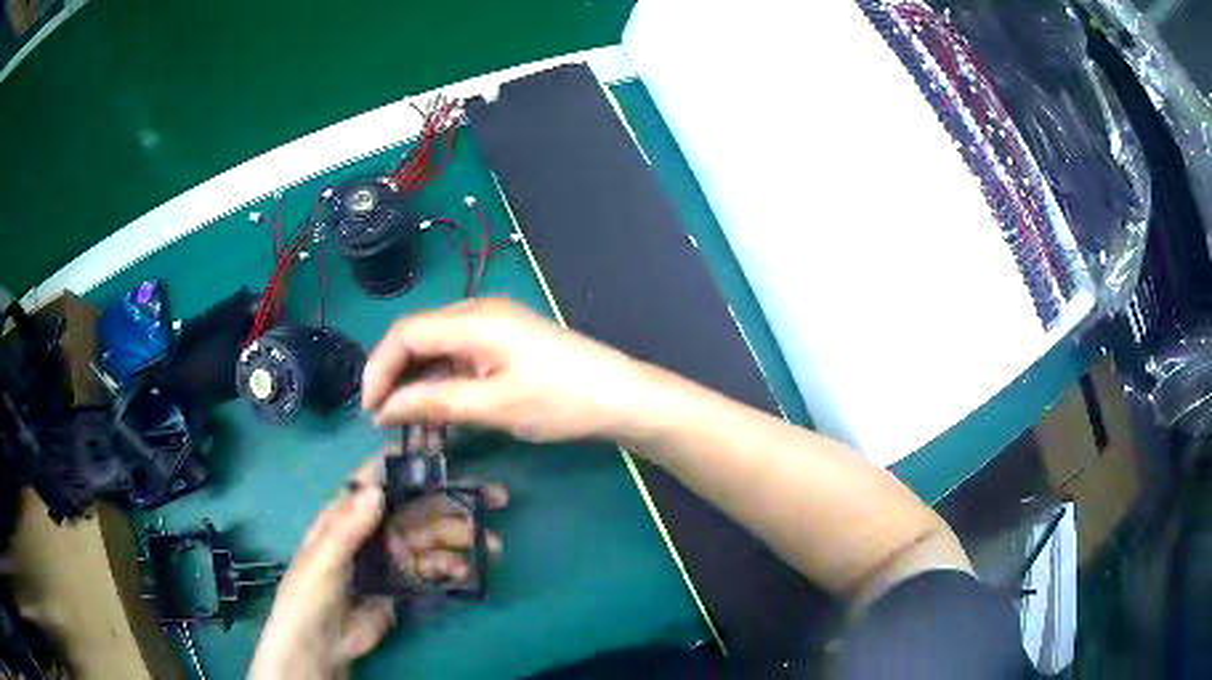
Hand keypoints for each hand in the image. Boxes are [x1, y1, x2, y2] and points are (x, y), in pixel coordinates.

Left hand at [251, 452, 507, 679]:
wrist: (321, 644)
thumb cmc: (310, 593)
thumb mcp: (323, 558)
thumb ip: (347, 526)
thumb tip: (377, 489)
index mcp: (348, 513)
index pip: (379, 478)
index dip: (410, 462)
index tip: (447, 451)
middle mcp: (373, 529)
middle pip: (416, 507)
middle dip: (454, 502)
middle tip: (495, 499)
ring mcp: (390, 556)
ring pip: (430, 538)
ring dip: (461, 538)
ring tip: (491, 545)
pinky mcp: (403, 583)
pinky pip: (431, 568)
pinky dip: (451, 567)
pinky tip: (465, 572)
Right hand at [363, 298, 647, 442]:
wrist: (621, 396)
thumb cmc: (561, 401)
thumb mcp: (493, 407)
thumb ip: (434, 404)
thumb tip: (384, 409)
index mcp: (473, 320)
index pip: (405, 334)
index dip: (378, 369)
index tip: (369, 410)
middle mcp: (478, 313)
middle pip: (417, 337)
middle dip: (395, 376)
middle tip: (384, 419)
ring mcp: (493, 326)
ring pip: (437, 349)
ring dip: (418, 383)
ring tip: (407, 423)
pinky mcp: (504, 342)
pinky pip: (459, 357)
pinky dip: (442, 382)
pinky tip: (437, 411)